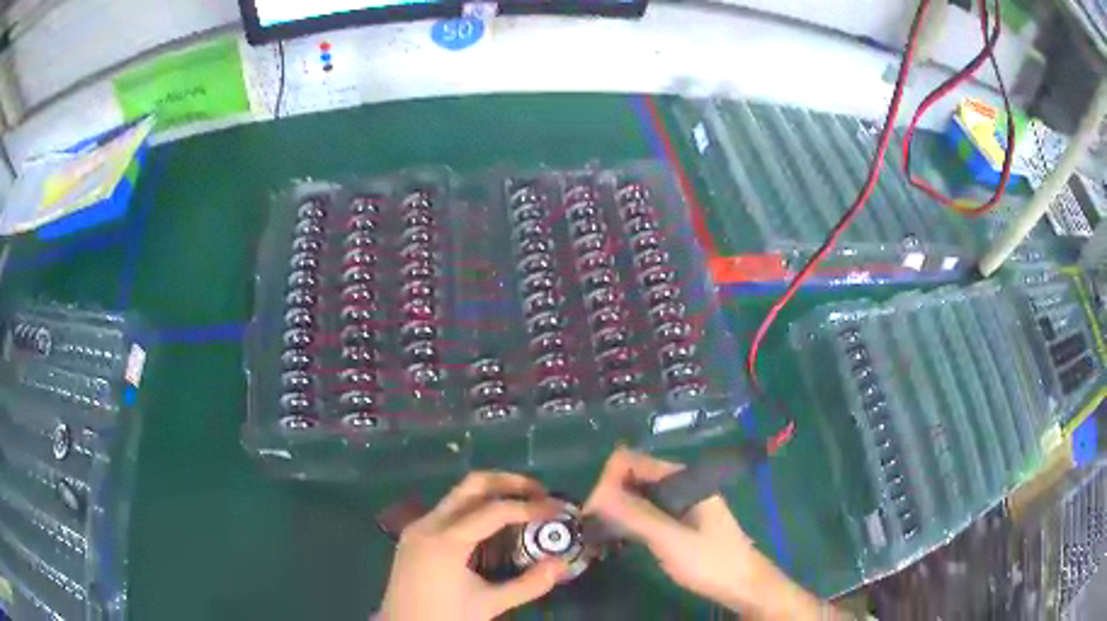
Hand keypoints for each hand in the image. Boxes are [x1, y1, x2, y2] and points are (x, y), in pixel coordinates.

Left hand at [380, 472, 568, 620]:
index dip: (531, 506)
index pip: (495, 510)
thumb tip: (562, 563)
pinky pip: (448, 510)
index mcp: (446, 541)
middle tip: (541, 493)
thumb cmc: (446, 618)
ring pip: (459, 494)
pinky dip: (475, 507)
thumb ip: (529, 584)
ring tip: (523, 505)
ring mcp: (418, 527)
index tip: (558, 508)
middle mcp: (429, 524)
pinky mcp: (414, 535)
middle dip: (510, 483)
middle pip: (473, 484)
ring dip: (493, 493)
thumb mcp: (490, 604)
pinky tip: (493, 526)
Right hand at [584, 448, 825, 620]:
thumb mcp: (671, 539)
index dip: (607, 481)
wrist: (742, 584)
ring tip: (599, 537)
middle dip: (608, 497)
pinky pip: (644, 510)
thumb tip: (595, 495)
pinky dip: (627, 520)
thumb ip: (636, 516)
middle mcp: (679, 483)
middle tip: (593, 530)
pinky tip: (617, 539)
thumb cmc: (710, 560)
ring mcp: (678, 501)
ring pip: (636, 495)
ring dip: (615, 510)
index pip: (631, 461)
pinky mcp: (676, 519)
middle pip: (631, 476)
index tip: (593, 514)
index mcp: (682, 477)